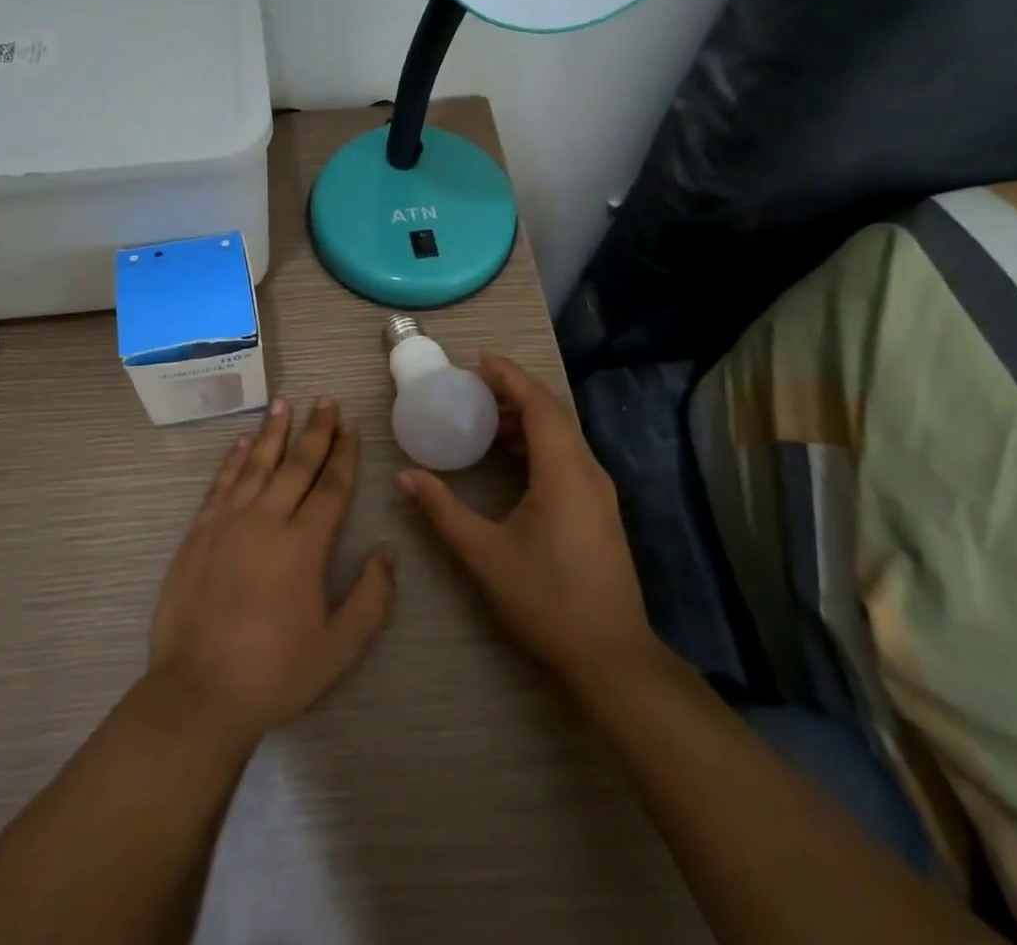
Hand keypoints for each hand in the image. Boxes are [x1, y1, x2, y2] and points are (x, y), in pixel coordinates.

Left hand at [148, 397, 395, 743]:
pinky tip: (239, 443)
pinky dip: (231, 461)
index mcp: (303, 545)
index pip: (330, 487)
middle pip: (296, 465)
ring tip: (283, 403)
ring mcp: (228, 523)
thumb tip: (386, 552)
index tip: (351, 426)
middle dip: (314, 431)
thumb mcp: (338, 648)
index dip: (343, 454)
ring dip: (272, 432)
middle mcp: (266, 521)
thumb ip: (370, 599)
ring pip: (255, 464)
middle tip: (326, 400)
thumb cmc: (275, 673)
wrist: (199, 691)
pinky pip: (220, 485)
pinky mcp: (198, 533)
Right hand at [395, 353, 655, 688]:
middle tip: (473, 386)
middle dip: (515, 392)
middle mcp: (588, 472)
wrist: (611, 657)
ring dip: (527, 418)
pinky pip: (567, 455)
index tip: (479, 359)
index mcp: (564, 473)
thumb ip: (442, 510)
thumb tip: (405, 477)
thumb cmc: (546, 600)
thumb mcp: (484, 554)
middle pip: (554, 413)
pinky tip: (510, 457)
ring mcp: (599, 491)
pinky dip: (538, 442)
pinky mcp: (599, 509)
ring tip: (485, 418)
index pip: (539, 405)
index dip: (510, 376)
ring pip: (563, 434)